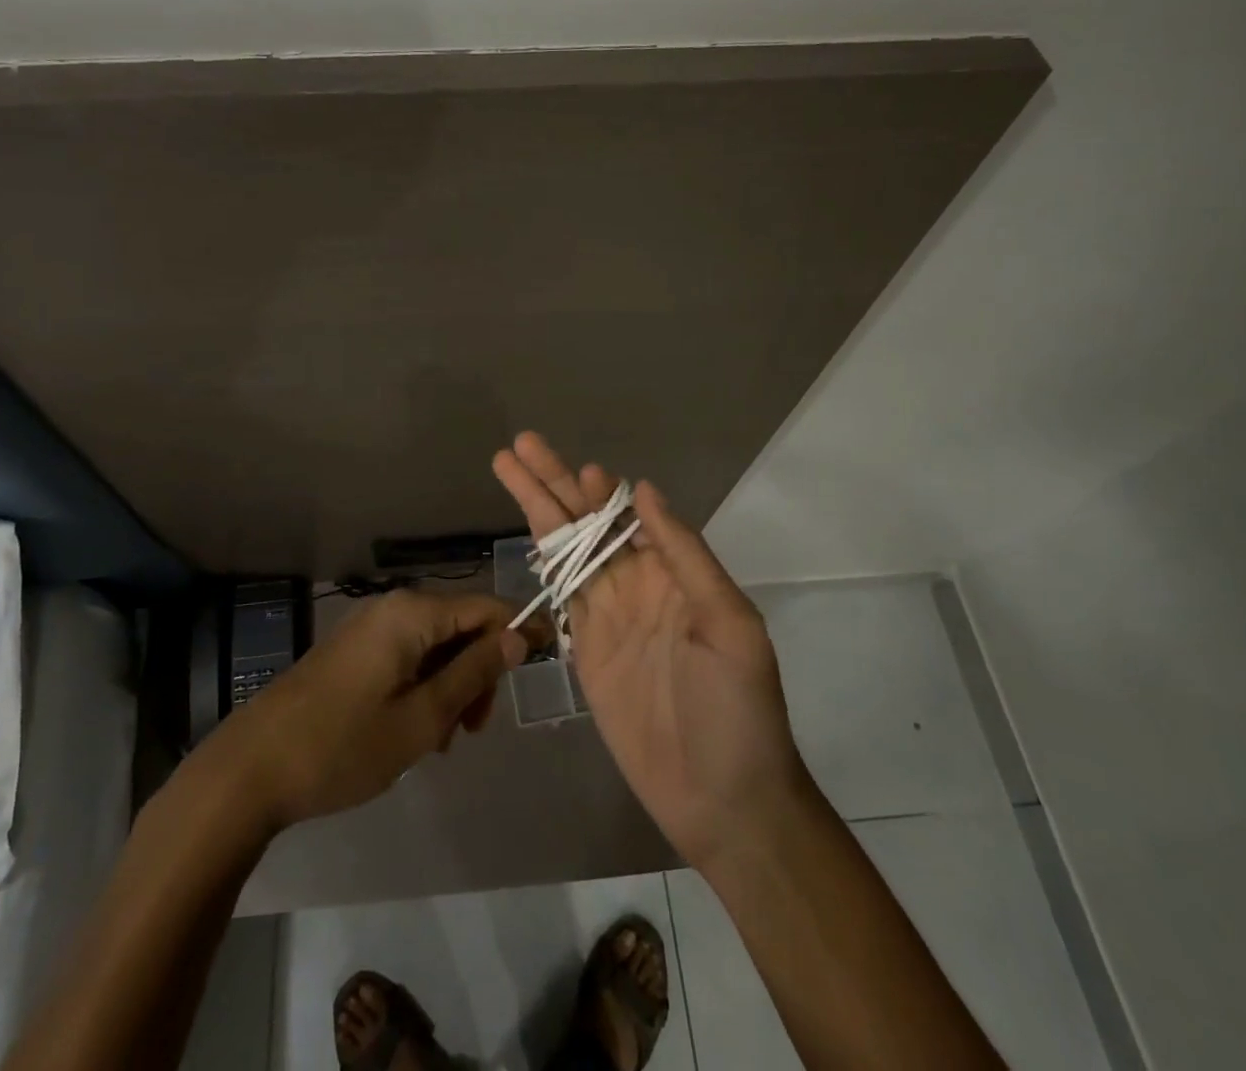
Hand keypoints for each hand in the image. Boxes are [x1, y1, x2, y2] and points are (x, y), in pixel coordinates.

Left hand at [209, 589, 528, 831]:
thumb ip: (474, 672)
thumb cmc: (344, 746)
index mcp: (412, 613)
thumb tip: (518, 636)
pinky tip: (415, 730)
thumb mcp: (422, 718)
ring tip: (441, 739)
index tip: (546, 663)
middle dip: (479, 672)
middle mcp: (393, 607)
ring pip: (435, 646)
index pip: (487, 607)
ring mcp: (370, 628)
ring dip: (451, 686)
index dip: (520, 631)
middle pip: (461, 626)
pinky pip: (407, 656)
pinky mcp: (354, 650)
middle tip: (473, 729)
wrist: (251, 768)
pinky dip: (424, 687)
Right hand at [493, 432, 816, 871]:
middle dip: (552, 483)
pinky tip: (528, 536)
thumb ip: (686, 554)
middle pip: (585, 523)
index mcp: (674, 573)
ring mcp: (607, 616)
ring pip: (565, 550)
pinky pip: (560, 595)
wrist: (722, 799)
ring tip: (508, 470)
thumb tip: (645, 490)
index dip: (598, 489)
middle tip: (518, 445)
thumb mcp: (729, 624)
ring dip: (538, 510)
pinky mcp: (584, 651)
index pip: (626, 515)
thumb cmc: (737, 709)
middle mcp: (636, 585)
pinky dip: (543, 562)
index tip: (576, 467)